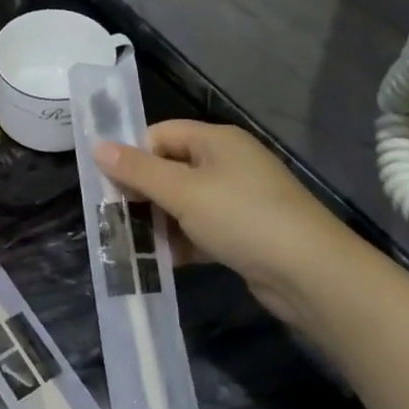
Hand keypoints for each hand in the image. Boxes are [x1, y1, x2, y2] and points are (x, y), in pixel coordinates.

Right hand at [95, 121, 367, 324]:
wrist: (311, 274)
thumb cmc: (242, 218)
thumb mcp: (182, 191)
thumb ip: (138, 170)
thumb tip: (97, 145)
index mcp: (216, 141)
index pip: (161, 135)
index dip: (134, 156)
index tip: (110, 185)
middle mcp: (228, 163)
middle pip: (171, 169)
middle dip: (142, 194)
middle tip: (115, 218)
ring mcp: (239, 199)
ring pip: (184, 203)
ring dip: (159, 222)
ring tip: (131, 244)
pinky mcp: (245, 233)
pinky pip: (202, 229)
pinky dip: (182, 242)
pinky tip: (161, 261)